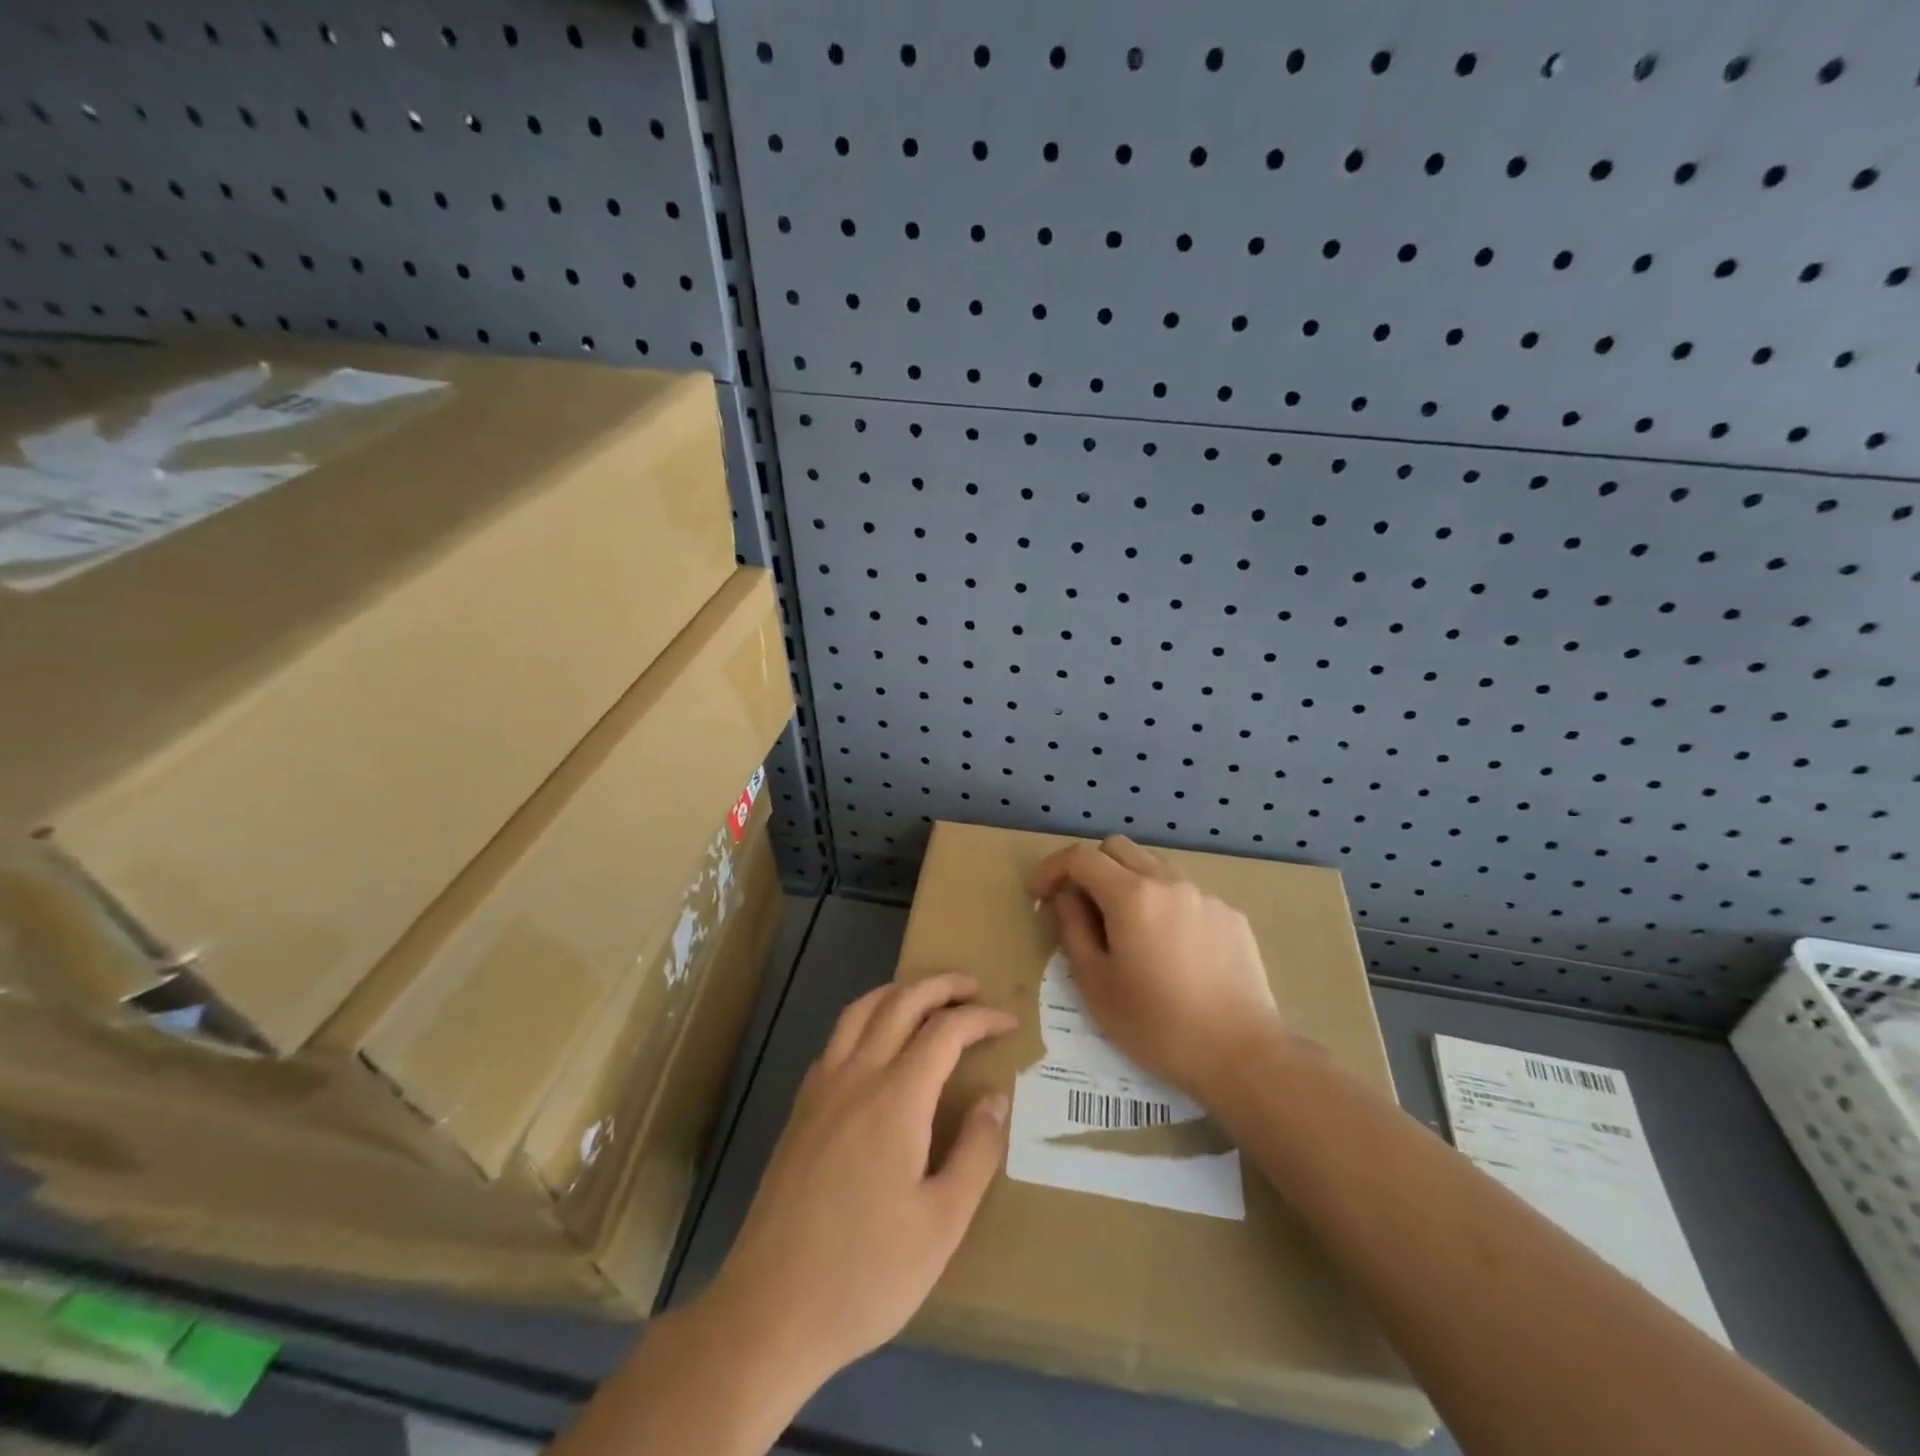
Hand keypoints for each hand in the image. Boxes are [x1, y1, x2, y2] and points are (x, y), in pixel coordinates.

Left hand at [705, 974, 1015, 1389]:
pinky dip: (865, 1019)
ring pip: (860, 1011)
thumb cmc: (866, 1273)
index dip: (980, 1019)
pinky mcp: (800, 1110)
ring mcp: (821, 1090)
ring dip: (898, 992)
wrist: (770, 1310)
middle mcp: (856, 1077)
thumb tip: (995, 1099)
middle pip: (900, 1003)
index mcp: (896, 1099)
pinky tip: (875, 1044)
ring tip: (926, 998)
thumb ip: (975, 1153)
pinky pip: (836, 1039)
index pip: (944, 1032)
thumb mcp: (941, 1224)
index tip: (1008, 1023)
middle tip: (973, 987)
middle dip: (940, 986)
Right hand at [1030, 835, 1282, 1105]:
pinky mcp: (1231, 915)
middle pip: (1118, 848)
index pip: (1080, 857)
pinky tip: (1170, 949)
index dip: (1052, 868)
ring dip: (1128, 882)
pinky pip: (1185, 894)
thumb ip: (1073, 930)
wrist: (1241, 1054)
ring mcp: (1205, 896)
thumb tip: (1068, 899)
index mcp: (1131, 895)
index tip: (1040, 893)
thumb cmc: (1157, 1025)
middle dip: (1090, 867)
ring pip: (1154, 867)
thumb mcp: (1096, 984)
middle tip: (1081, 907)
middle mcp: (1169, 881)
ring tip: (1126, 929)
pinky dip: (1164, 905)